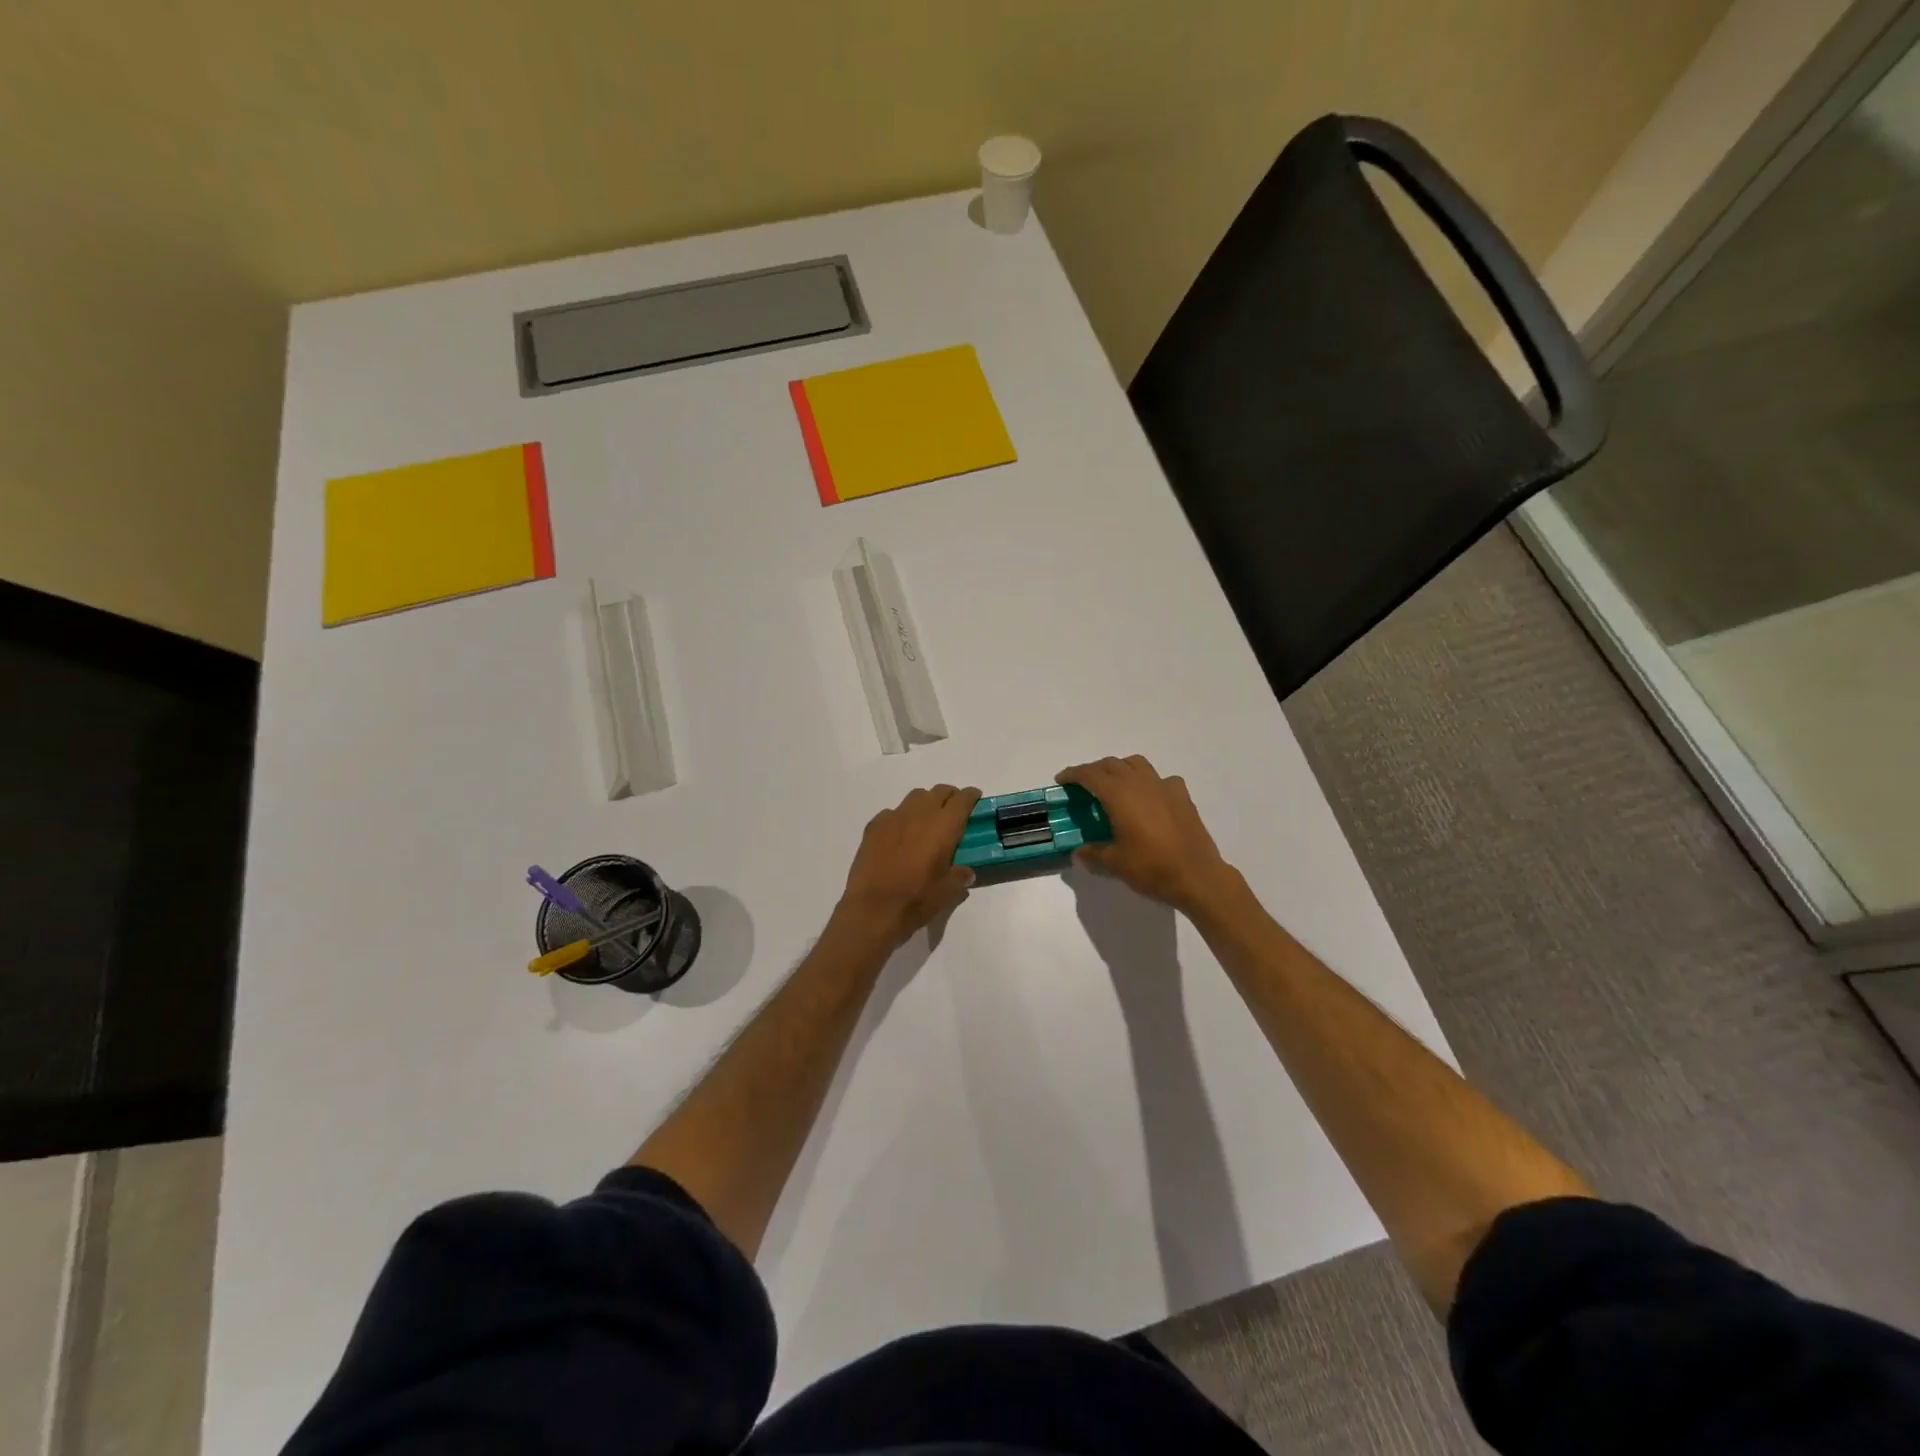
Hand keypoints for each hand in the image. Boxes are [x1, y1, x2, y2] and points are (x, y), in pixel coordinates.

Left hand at [833, 784, 980, 950]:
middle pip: (939, 792)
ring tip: (926, 822)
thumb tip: (965, 872)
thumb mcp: (947, 892)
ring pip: (915, 797)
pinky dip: (901, 818)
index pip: (962, 799)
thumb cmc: (916, 900)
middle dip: (949, 797)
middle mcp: (920, 814)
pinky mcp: (874, 826)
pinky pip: (892, 813)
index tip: (975, 799)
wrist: (872, 908)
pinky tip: (899, 836)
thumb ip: (959, 877)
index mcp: (944, 826)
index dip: (971, 796)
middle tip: (953, 812)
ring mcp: (894, 817)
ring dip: (926, 803)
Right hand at [1057, 755, 1236, 913]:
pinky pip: (1161, 779)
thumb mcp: (1114, 863)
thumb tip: (1078, 852)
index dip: (1073, 774)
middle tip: (1084, 786)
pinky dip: (1149, 782)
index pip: (1090, 774)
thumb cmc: (1151, 867)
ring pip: (1137, 764)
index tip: (1062, 780)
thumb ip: (1093, 854)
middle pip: (1112, 764)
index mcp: (1119, 794)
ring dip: (1121, 769)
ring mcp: (1164, 787)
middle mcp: (1140, 783)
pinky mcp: (1182, 797)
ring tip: (1115, 786)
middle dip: (1094, 770)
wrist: (1197, 876)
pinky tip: (1149, 799)